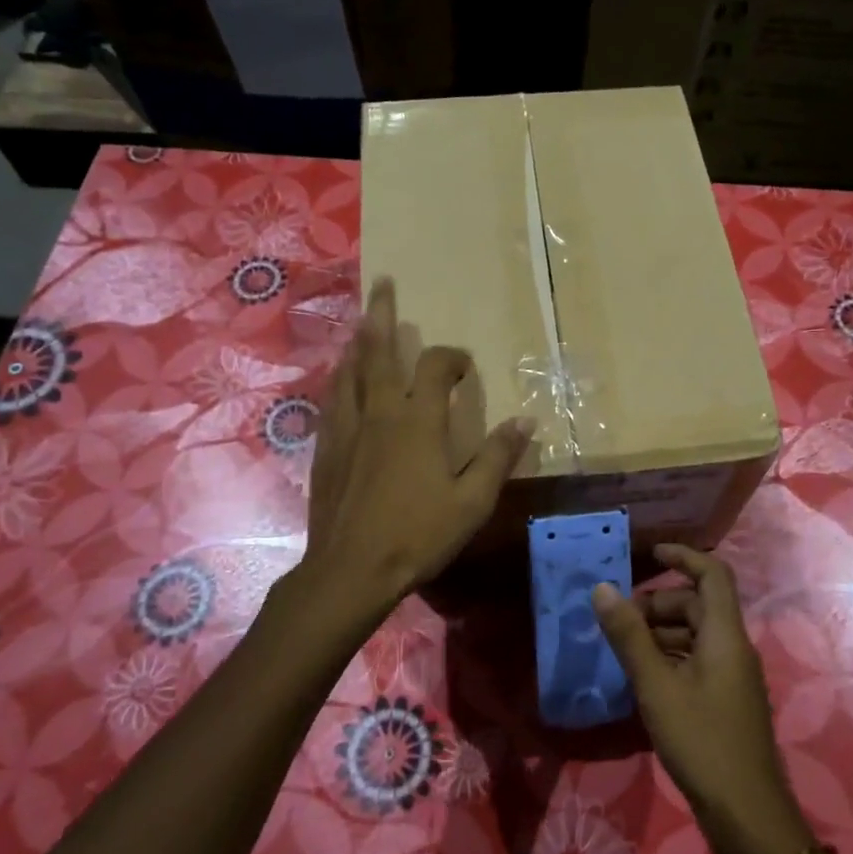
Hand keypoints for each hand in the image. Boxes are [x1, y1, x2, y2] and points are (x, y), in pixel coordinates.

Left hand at [300, 278, 534, 638]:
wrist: (351, 569)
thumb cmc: (418, 535)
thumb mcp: (472, 501)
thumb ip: (498, 457)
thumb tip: (526, 420)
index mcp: (418, 421)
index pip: (436, 368)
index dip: (454, 358)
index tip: (466, 367)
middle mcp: (380, 412)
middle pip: (380, 352)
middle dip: (384, 315)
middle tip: (384, 284)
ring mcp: (348, 428)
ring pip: (350, 371)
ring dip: (359, 342)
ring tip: (362, 322)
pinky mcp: (326, 448)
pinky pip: (333, 399)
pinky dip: (340, 378)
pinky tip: (340, 379)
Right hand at [593, 544, 812, 853]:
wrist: (747, 815)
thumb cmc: (702, 742)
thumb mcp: (656, 686)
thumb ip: (628, 637)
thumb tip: (601, 589)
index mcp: (724, 636)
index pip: (712, 575)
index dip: (683, 557)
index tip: (649, 554)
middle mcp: (733, 648)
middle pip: (697, 606)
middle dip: (657, 605)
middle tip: (619, 622)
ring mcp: (732, 677)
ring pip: (694, 636)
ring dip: (659, 634)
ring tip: (622, 651)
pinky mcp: (726, 701)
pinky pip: (696, 662)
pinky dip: (668, 659)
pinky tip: (641, 679)